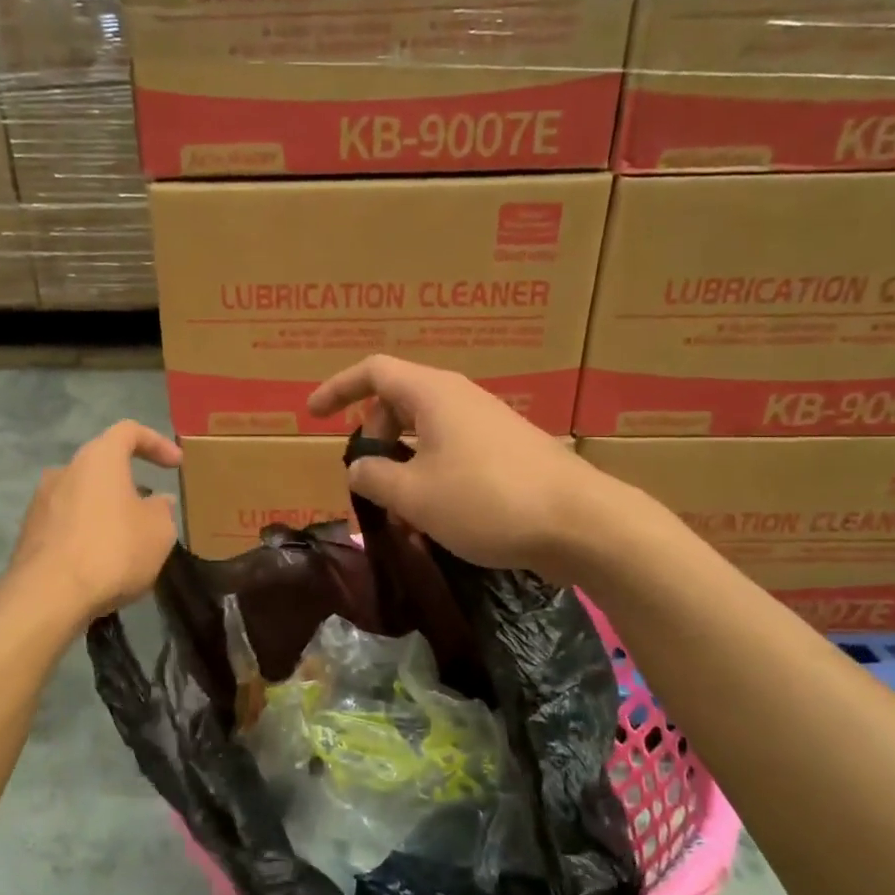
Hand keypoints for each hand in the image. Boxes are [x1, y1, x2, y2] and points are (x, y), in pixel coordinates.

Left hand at [5, 421, 181, 624]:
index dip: (156, 443)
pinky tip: (102, 560)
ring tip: (128, 538)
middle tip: (152, 507)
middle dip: (130, 482)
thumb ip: (162, 510)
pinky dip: (87, 532)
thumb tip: (158, 501)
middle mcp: (65, 470)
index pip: (129, 431)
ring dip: (107, 509)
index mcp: (99, 458)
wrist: (48, 596)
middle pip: (102, 464)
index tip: (176, 464)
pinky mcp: (29, 533)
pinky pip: (67, 523)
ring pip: (83, 495)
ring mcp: (41, 501)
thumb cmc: (113, 551)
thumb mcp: (159, 531)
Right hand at [308, 355, 602, 575]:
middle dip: (373, 433)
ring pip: (427, 431)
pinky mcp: (507, 451)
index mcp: (432, 394)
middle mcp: (460, 399)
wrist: (581, 523)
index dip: (338, 389)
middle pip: (399, 400)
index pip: (373, 372)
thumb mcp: (414, 495)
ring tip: (398, 509)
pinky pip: (453, 451)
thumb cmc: (486, 500)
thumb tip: (359, 467)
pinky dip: (431, 474)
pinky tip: (435, 518)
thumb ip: (374, 477)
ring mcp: (488, 424)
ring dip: (402, 462)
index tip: (313, 415)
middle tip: (366, 475)